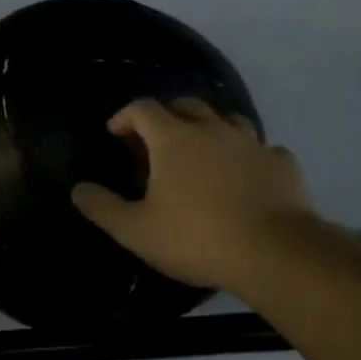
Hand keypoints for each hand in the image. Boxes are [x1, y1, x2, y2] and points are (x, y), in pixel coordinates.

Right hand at [72, 98, 311, 293]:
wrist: (275, 254)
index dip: (125, 116)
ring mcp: (252, 144)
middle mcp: (212, 130)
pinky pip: (263, 149)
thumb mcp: (137, 231)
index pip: (143, 109)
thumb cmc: (197, 238)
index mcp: (174, 138)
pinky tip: (248, 173)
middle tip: (157, 141)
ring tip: (204, 151)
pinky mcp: (282, 164)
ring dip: (211, 128)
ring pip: (228, 120)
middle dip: (167, 116)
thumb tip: (77, 189)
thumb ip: (103, 207)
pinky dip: (249, 155)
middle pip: (186, 105)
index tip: (115, 133)